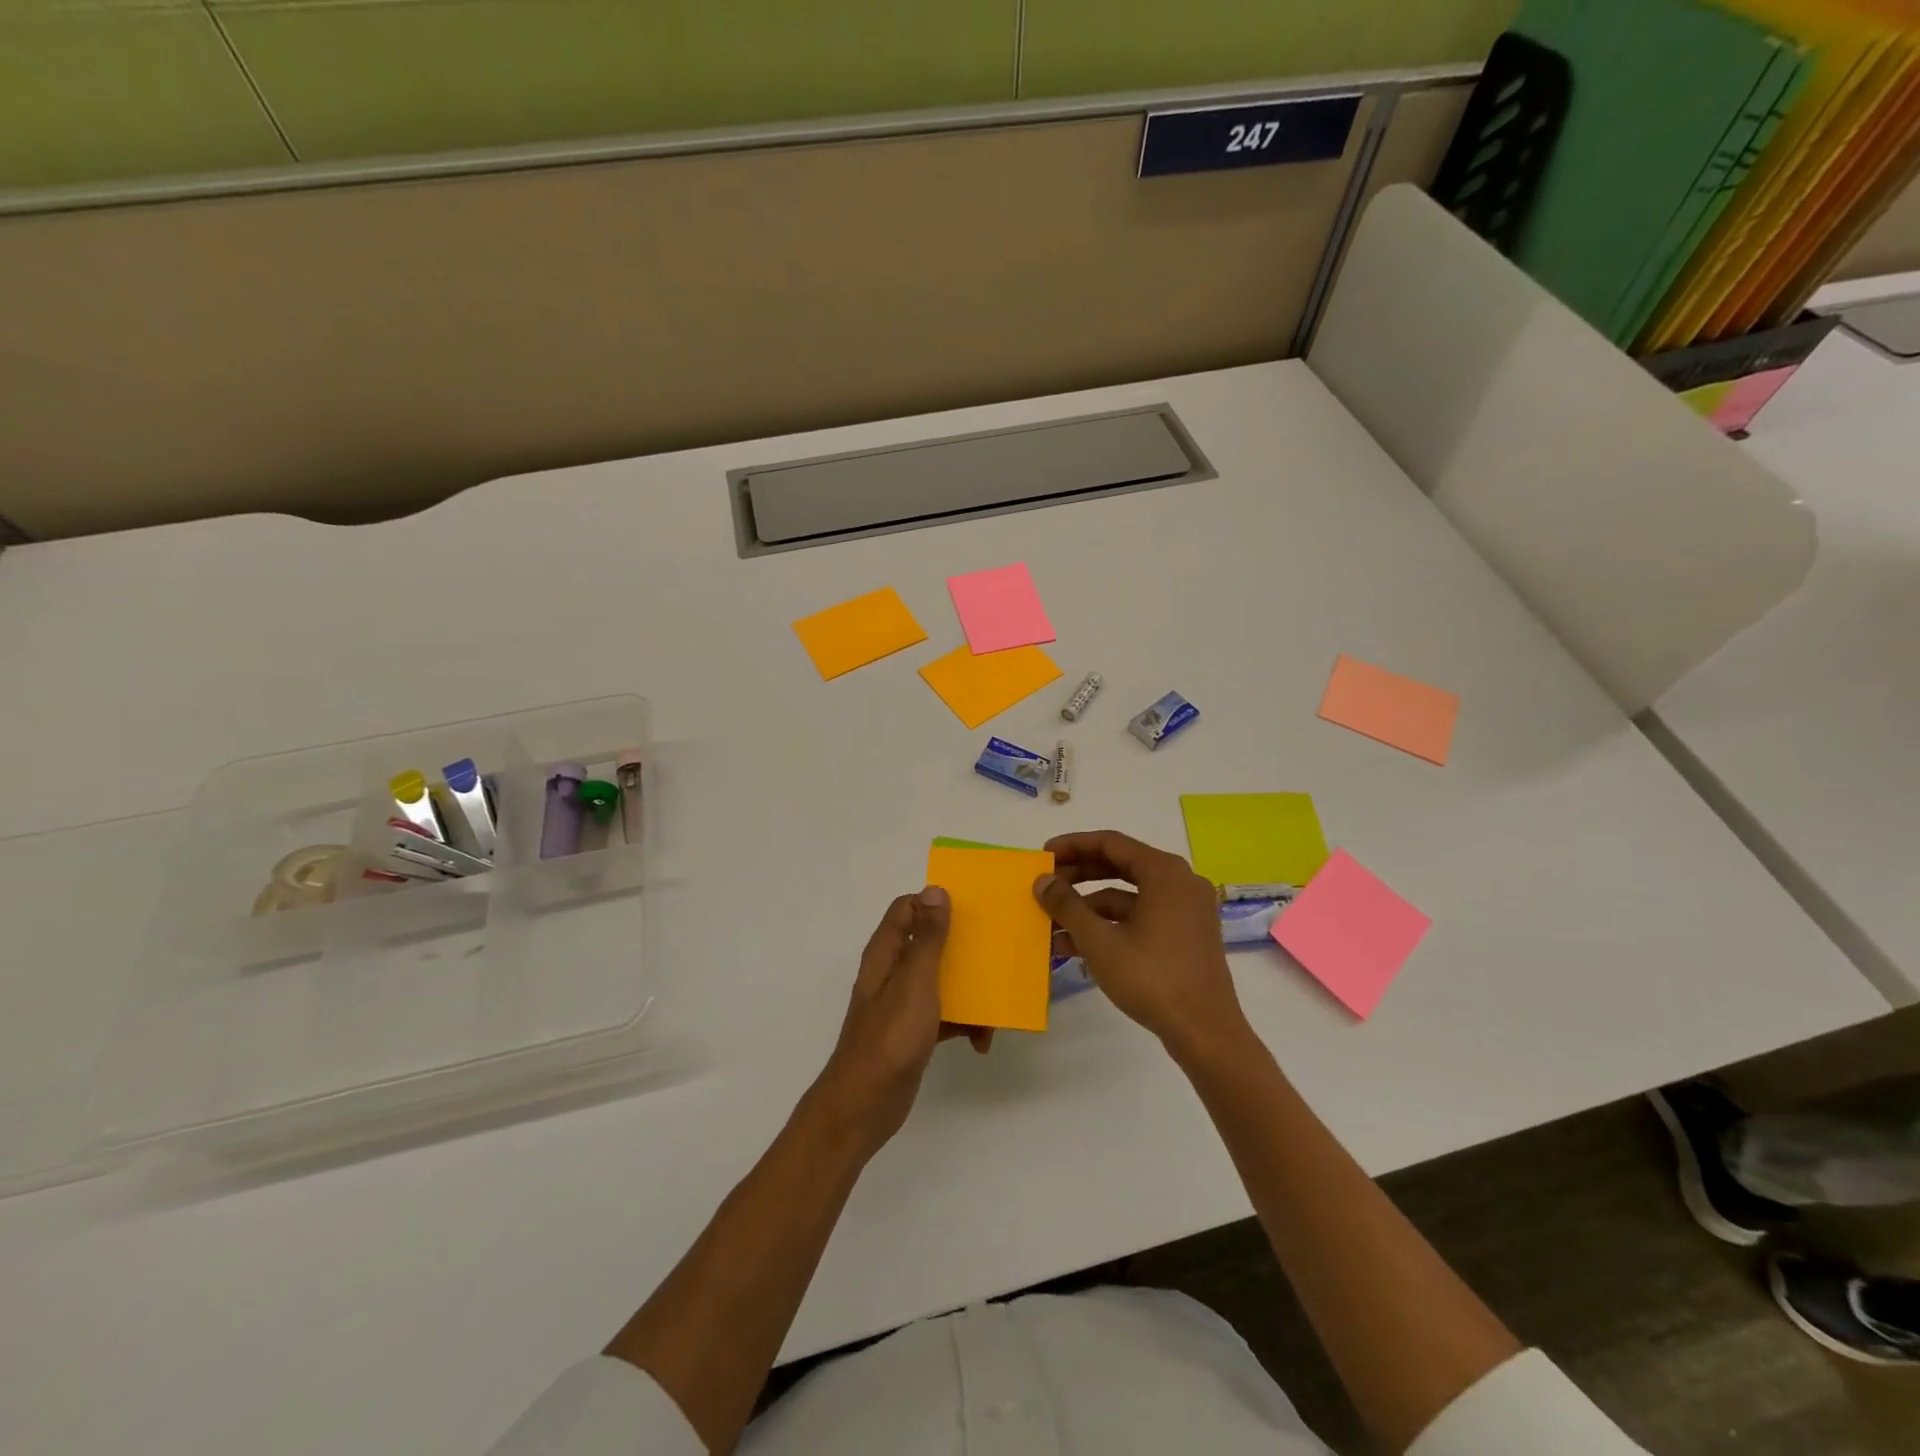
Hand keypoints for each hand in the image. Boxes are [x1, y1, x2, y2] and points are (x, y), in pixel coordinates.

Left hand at [811, 887, 990, 1152]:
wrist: (865, 1105)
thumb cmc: (890, 1037)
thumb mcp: (915, 982)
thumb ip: (928, 937)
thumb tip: (935, 889)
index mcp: (887, 952)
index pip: (908, 908)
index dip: (936, 903)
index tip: (972, 909)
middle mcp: (893, 971)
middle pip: (930, 942)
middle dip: (963, 945)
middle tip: (996, 949)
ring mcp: (903, 1003)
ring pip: (942, 979)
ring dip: (970, 988)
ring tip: (998, 1000)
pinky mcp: (914, 1032)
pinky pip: (945, 1015)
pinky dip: (964, 1023)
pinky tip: (982, 1041)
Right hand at [1033, 830, 1249, 1056]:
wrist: (1205, 1032)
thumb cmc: (1152, 978)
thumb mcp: (1100, 941)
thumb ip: (1067, 906)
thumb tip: (1042, 880)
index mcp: (1164, 872)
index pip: (1110, 843)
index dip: (1073, 846)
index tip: (1044, 855)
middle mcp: (1179, 882)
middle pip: (1120, 865)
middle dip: (1078, 875)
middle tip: (1045, 885)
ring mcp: (1186, 910)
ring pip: (1129, 895)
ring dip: (1089, 906)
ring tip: (1052, 924)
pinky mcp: (1186, 935)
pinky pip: (1142, 916)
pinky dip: (1111, 925)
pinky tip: (1077, 946)